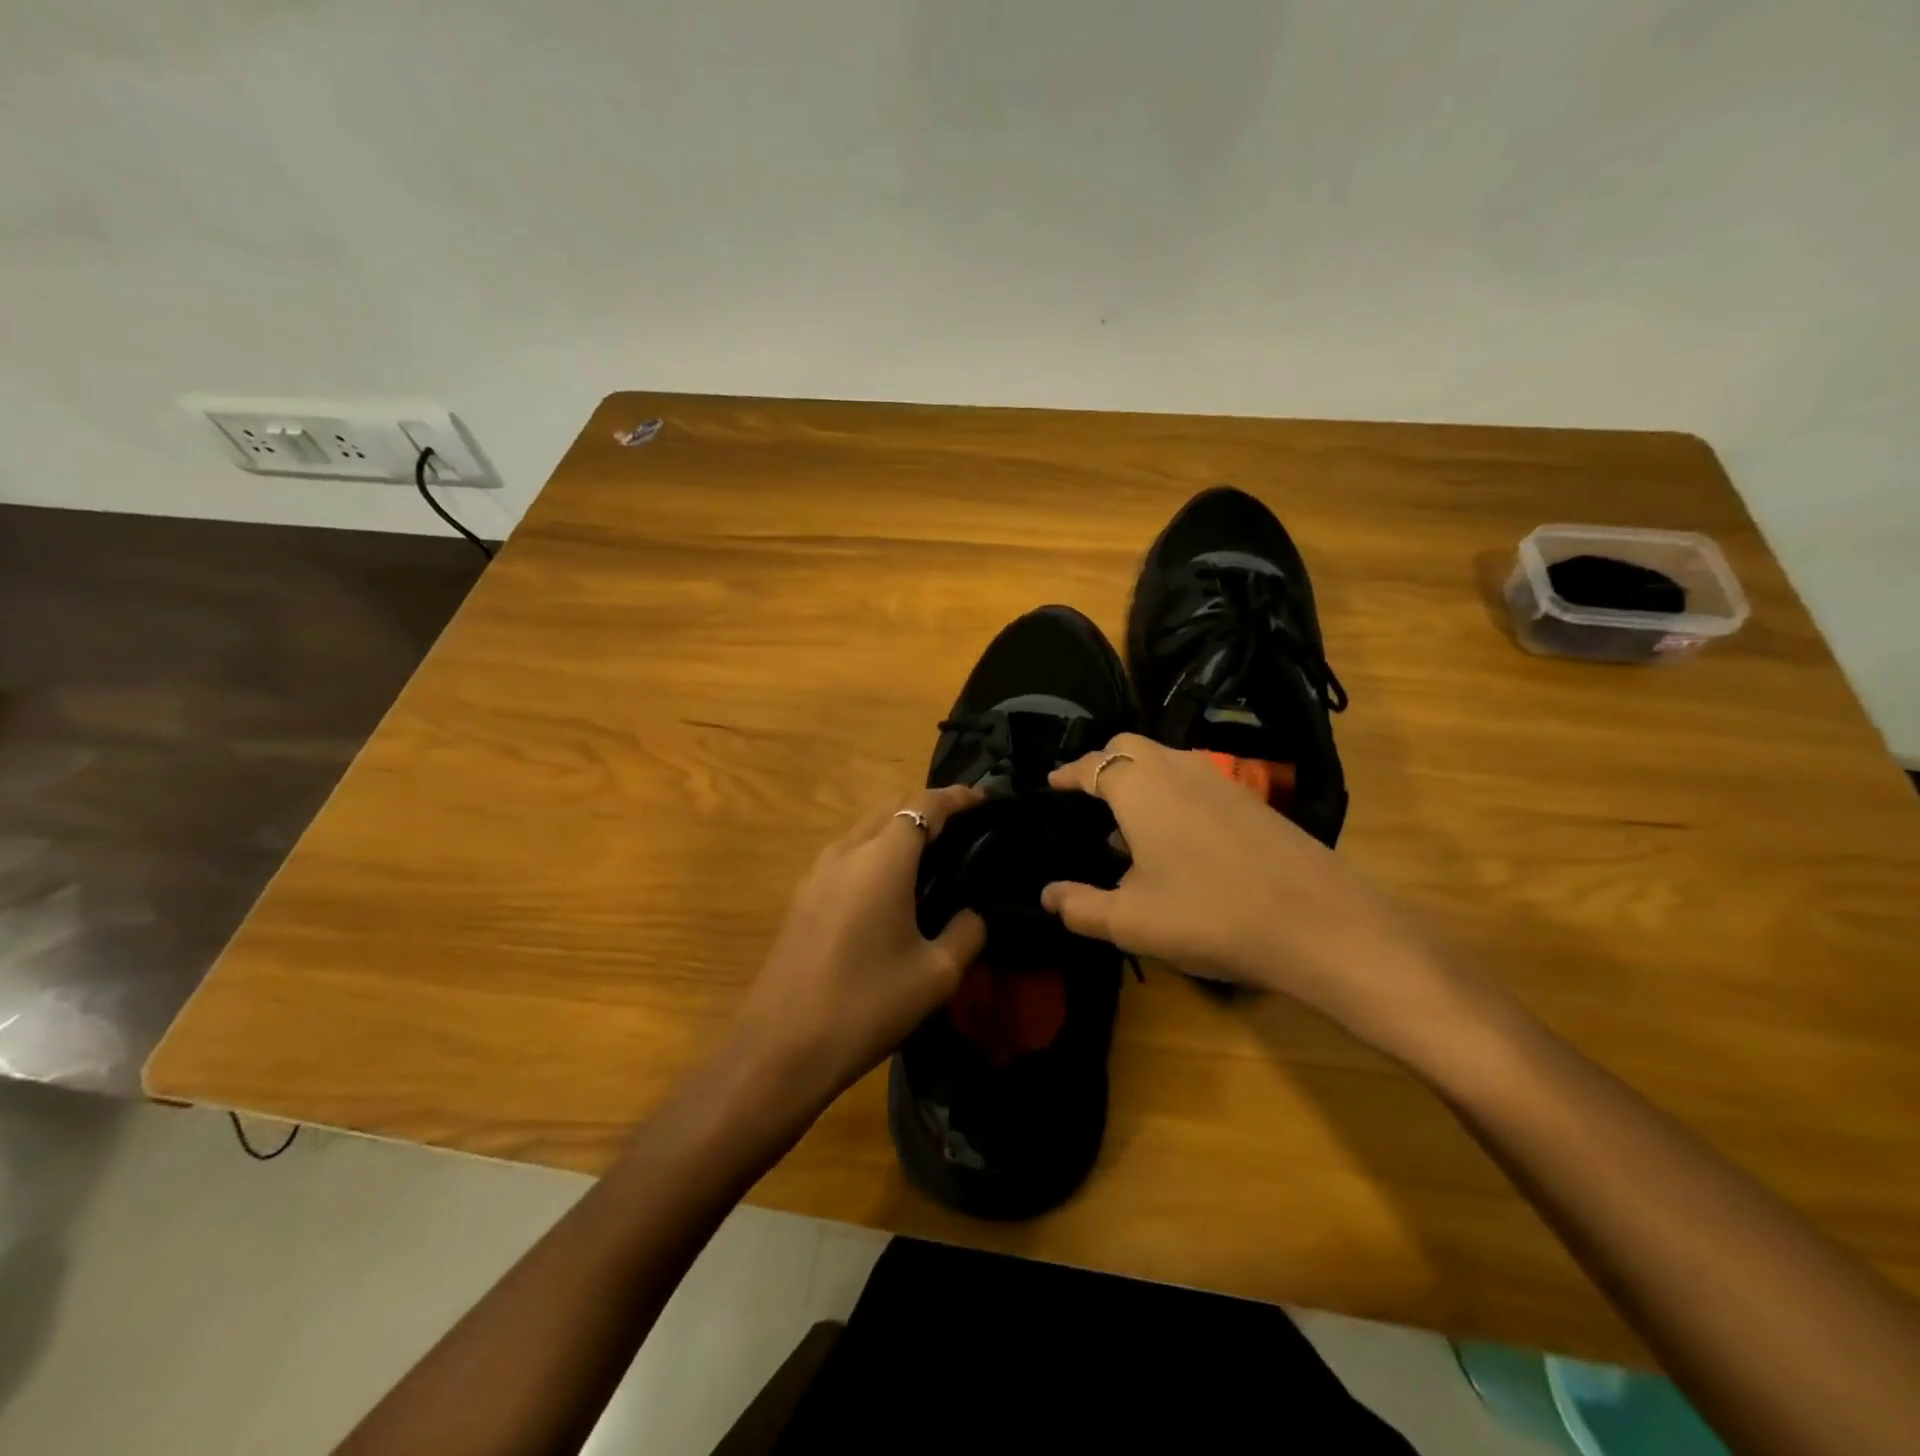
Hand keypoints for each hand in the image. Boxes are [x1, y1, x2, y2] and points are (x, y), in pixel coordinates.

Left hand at [732, 785, 986, 1103]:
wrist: (780, 1048)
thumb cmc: (867, 1005)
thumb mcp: (936, 974)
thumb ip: (967, 932)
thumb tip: (972, 913)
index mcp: (883, 859)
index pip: (925, 805)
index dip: (957, 797)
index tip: (985, 800)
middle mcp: (847, 850)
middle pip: (892, 806)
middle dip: (929, 806)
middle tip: (964, 827)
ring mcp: (818, 871)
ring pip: (866, 827)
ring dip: (900, 827)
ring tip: (932, 853)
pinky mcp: (803, 894)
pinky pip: (848, 852)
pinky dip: (877, 850)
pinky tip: (892, 884)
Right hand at [1040, 735, 1481, 1061]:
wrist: (1319, 923)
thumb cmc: (1208, 914)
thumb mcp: (1130, 921)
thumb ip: (1080, 906)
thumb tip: (1048, 896)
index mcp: (1140, 786)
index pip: (1092, 764)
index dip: (1067, 773)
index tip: (1050, 784)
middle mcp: (1179, 768)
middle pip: (1130, 747)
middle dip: (1103, 765)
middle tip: (1085, 799)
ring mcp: (1221, 781)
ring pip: (1166, 763)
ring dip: (1139, 783)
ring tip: (1123, 830)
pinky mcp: (1251, 801)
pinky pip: (1194, 783)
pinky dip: (1170, 798)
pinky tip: (1174, 845)